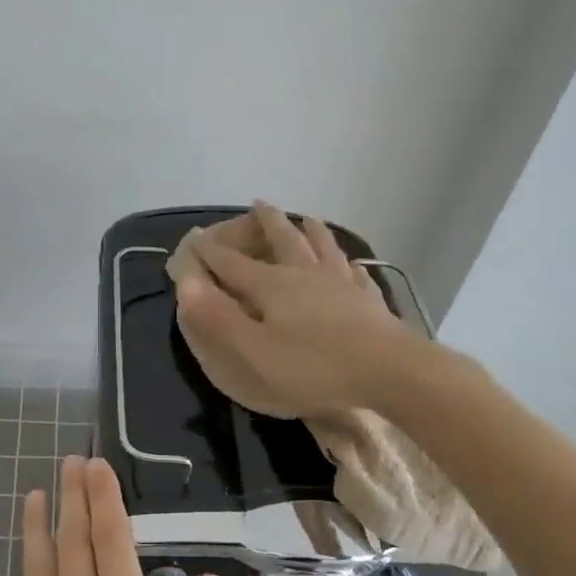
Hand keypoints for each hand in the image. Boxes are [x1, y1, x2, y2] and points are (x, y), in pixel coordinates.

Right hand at [176, 200, 417, 416]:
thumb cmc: (314, 366)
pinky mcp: (368, 299)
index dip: (211, 251)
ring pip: (322, 246)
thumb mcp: (254, 350)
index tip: (196, 238)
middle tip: (258, 204)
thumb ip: (218, 317)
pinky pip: (355, 273)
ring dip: (310, 230)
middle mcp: (305, 274)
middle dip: (267, 221)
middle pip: (283, 239)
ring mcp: (341, 283)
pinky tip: (352, 265)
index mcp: (272, 286)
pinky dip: (348, 264)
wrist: (390, 370)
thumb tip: (186, 282)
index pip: (232, 263)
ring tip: (307, 218)